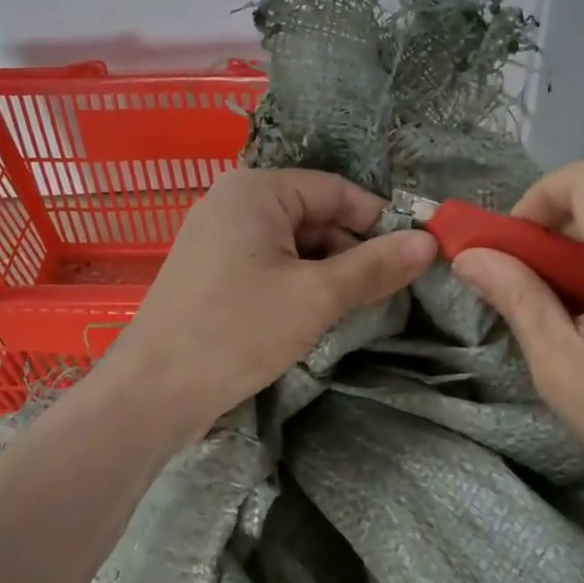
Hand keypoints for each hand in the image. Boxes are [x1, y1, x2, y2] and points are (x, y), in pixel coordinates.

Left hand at [102, 168, 437, 431]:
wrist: (154, 391)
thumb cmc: (237, 330)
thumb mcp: (316, 297)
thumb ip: (374, 267)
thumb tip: (429, 242)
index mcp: (256, 190)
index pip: (336, 190)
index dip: (379, 221)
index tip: (414, 256)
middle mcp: (233, 203)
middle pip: (314, 216)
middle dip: (352, 252)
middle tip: (388, 293)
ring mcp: (217, 240)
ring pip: (292, 246)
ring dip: (327, 274)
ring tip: (356, 310)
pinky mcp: (210, 275)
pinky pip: (268, 267)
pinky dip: (297, 286)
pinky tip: (315, 317)